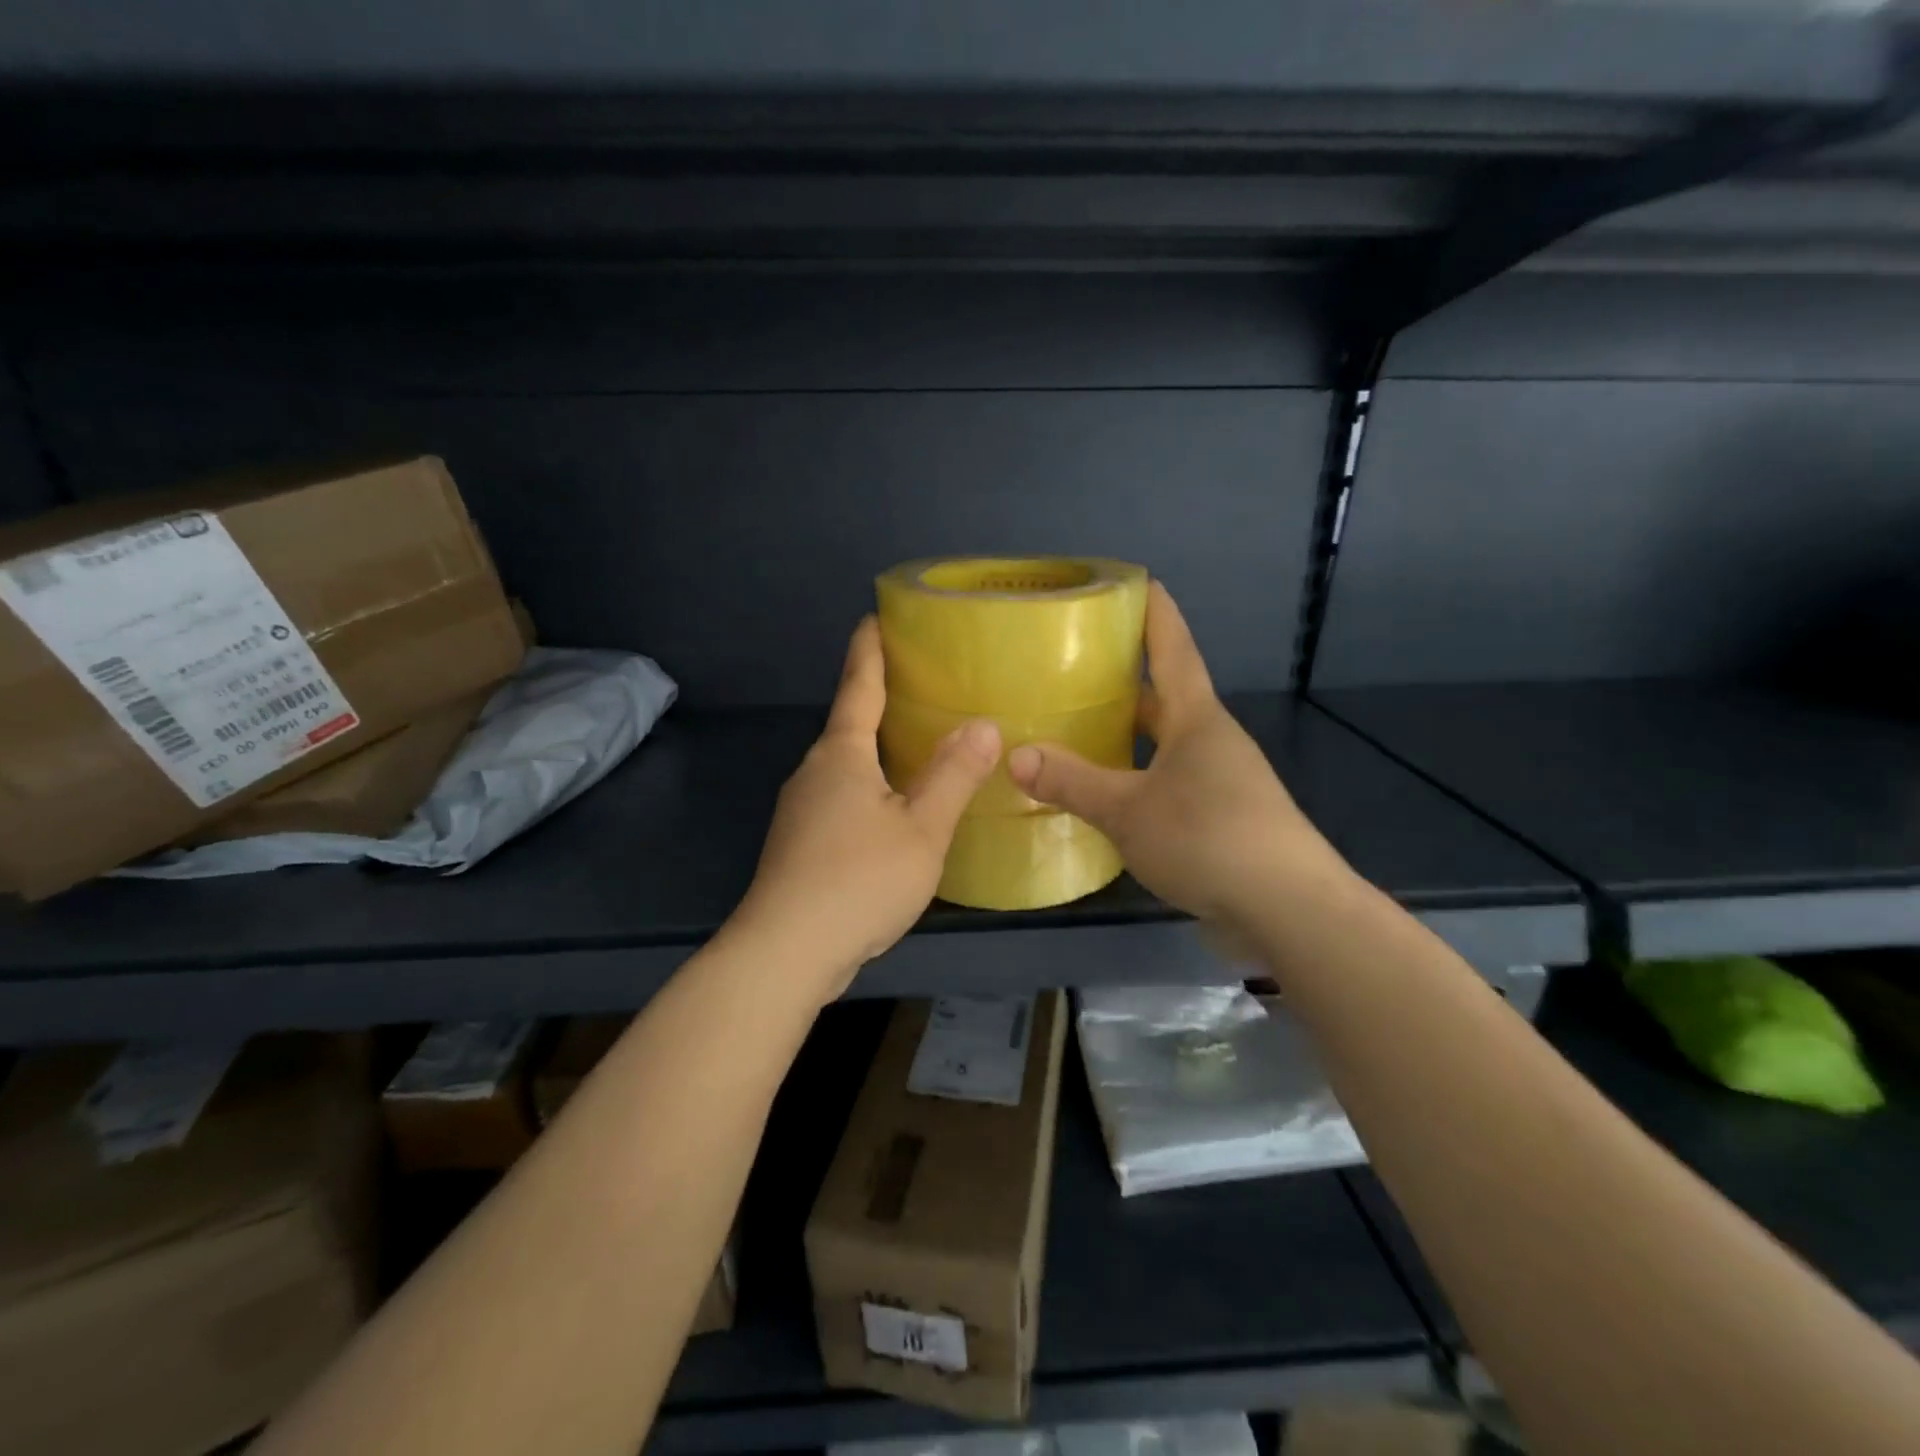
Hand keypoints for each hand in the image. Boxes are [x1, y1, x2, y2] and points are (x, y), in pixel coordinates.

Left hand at [736, 616, 1000, 997]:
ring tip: (918, 746)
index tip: (874, 617)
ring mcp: (800, 810)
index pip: (858, 686)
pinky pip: (841, 799)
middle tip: (922, 685)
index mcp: (841, 755)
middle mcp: (813, 772)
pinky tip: (894, 810)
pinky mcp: (799, 844)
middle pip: (850, 724)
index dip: (869, 650)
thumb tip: (983, 724)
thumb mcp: (921, 829)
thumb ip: (953, 775)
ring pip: (846, 766)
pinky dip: (869, 788)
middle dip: (880, 701)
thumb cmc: (858, 880)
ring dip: (876, 750)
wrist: (785, 952)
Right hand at [1007, 581, 1338, 929]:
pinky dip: (1137, 776)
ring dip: (1129, 733)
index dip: (1154, 612)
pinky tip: (1108, 794)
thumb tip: (1015, 756)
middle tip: (1076, 665)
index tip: (1137, 580)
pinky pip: (1169, 782)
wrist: (1288, 909)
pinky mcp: (1221, 818)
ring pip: (1165, 743)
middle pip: (1166, 695)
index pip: (1173, 648)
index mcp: (1195, 719)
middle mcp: (1211, 740)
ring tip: (1079, 728)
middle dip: (1127, 678)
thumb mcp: (1128, 810)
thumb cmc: (1209, 838)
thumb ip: (1072, 782)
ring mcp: (1221, 780)